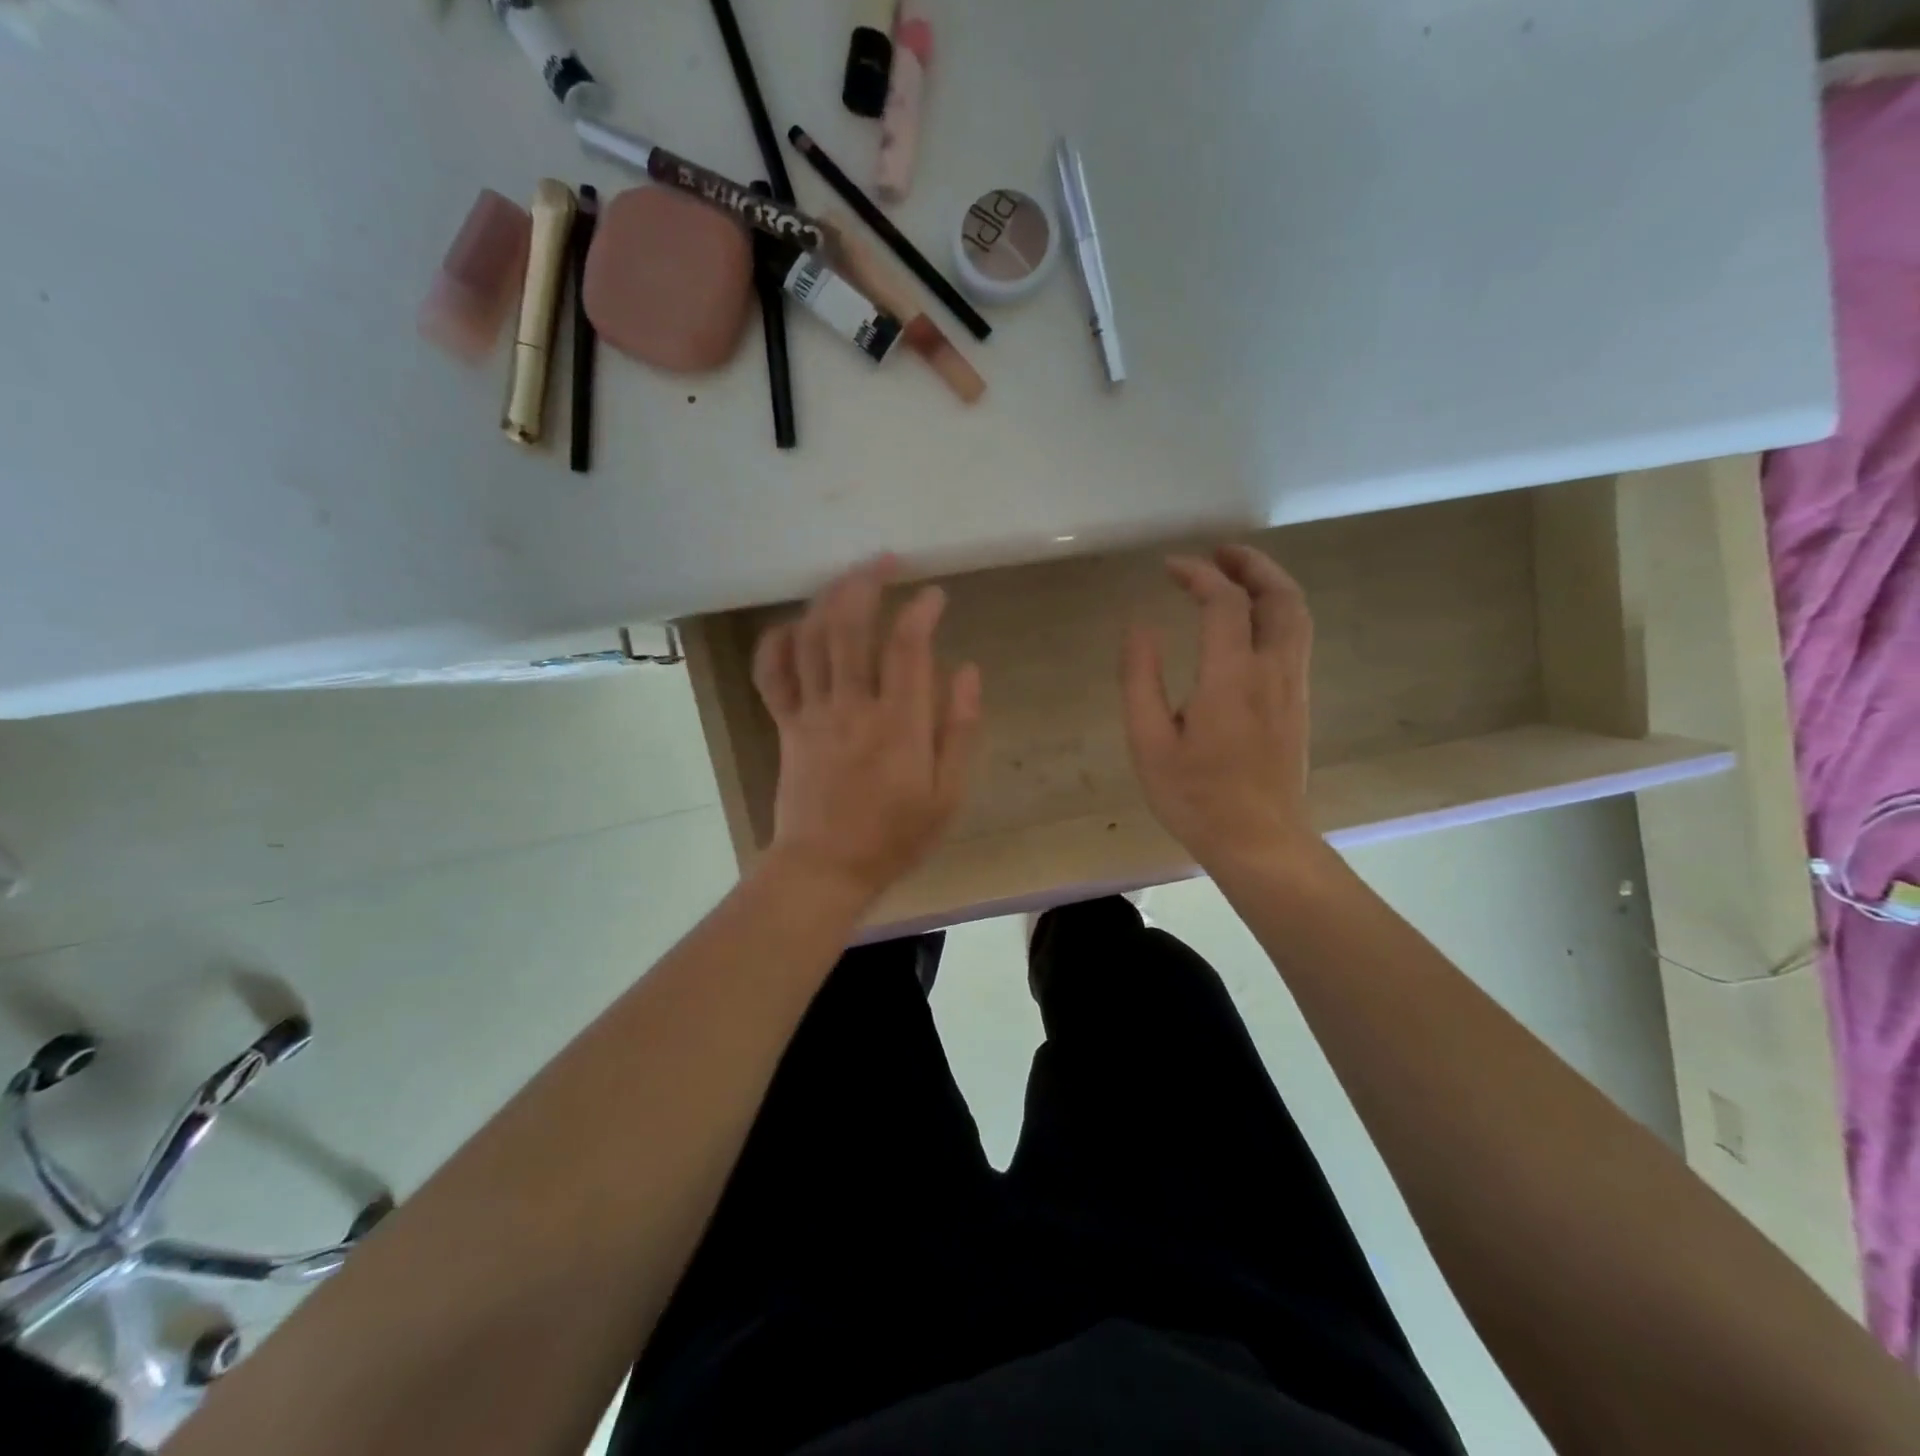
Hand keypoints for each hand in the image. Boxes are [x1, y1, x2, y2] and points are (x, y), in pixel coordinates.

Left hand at [751, 557, 982, 903]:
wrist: (826, 869)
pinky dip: (777, 643)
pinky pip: (772, 675)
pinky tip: (794, 624)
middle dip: (866, 582)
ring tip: (847, 577)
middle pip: (850, 627)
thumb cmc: (895, 837)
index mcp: (898, 725)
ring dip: (827, 599)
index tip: (935, 594)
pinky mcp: (785, 726)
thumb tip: (968, 671)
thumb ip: (960, 730)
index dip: (921, 610)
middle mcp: (852, 707)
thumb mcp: (948, 795)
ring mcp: (812, 714)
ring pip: (811, 640)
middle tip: (885, 560)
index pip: (907, 648)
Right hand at [1122, 545, 1316, 870]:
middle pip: (1280, 596)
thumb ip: (1140, 677)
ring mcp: (1293, 686)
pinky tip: (1251, 621)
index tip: (1169, 567)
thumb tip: (1139, 624)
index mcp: (1231, 677)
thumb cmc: (1195, 796)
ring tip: (1237, 574)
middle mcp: (1272, 671)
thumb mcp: (1149, 741)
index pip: (1224, 602)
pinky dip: (1278, 610)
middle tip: (1219, 552)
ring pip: (1297, 615)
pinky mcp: (1299, 703)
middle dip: (1251, 564)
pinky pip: (1296, 638)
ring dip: (1270, 583)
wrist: (1258, 841)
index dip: (1198, 574)